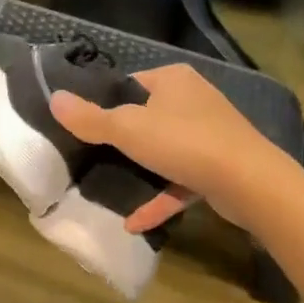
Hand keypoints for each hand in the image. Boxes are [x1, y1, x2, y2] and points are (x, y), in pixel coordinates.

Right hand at [49, 64, 281, 231]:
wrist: (249, 183)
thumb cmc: (184, 142)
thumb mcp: (126, 128)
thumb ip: (89, 117)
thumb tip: (54, 98)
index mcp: (172, 80)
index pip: (129, 83)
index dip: (104, 102)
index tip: (82, 125)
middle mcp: (192, 100)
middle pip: (145, 117)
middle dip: (120, 139)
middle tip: (90, 156)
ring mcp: (208, 135)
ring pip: (163, 150)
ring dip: (139, 170)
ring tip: (108, 186)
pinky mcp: (218, 168)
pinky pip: (178, 181)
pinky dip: (158, 198)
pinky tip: (133, 222)